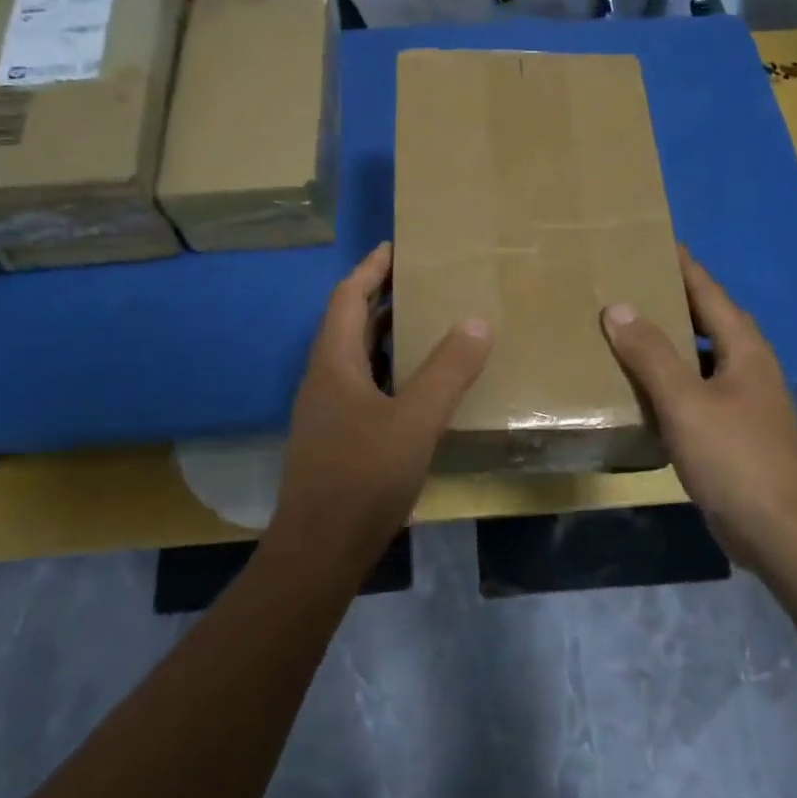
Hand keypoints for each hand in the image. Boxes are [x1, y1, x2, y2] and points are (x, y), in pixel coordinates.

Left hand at [265, 243, 490, 572]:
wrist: (320, 550)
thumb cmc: (363, 477)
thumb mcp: (415, 420)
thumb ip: (447, 370)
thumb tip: (476, 322)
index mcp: (333, 363)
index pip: (348, 298)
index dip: (371, 269)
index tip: (397, 246)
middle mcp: (323, 380)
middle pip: (350, 323)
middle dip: (382, 297)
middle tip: (423, 281)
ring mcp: (326, 412)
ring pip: (357, 358)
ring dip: (387, 336)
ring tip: (428, 325)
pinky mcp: (336, 439)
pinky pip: (364, 387)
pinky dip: (390, 372)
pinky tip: (419, 387)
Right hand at [601, 249, 796, 570]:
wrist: (780, 531)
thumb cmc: (737, 457)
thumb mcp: (687, 402)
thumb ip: (651, 354)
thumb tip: (617, 307)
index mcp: (743, 347)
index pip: (708, 290)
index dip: (680, 264)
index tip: (649, 239)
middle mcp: (745, 364)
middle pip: (703, 318)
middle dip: (667, 298)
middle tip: (622, 280)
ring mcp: (739, 399)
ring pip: (695, 355)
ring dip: (664, 340)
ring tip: (620, 326)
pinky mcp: (729, 429)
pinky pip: (691, 388)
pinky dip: (664, 378)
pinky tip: (635, 384)